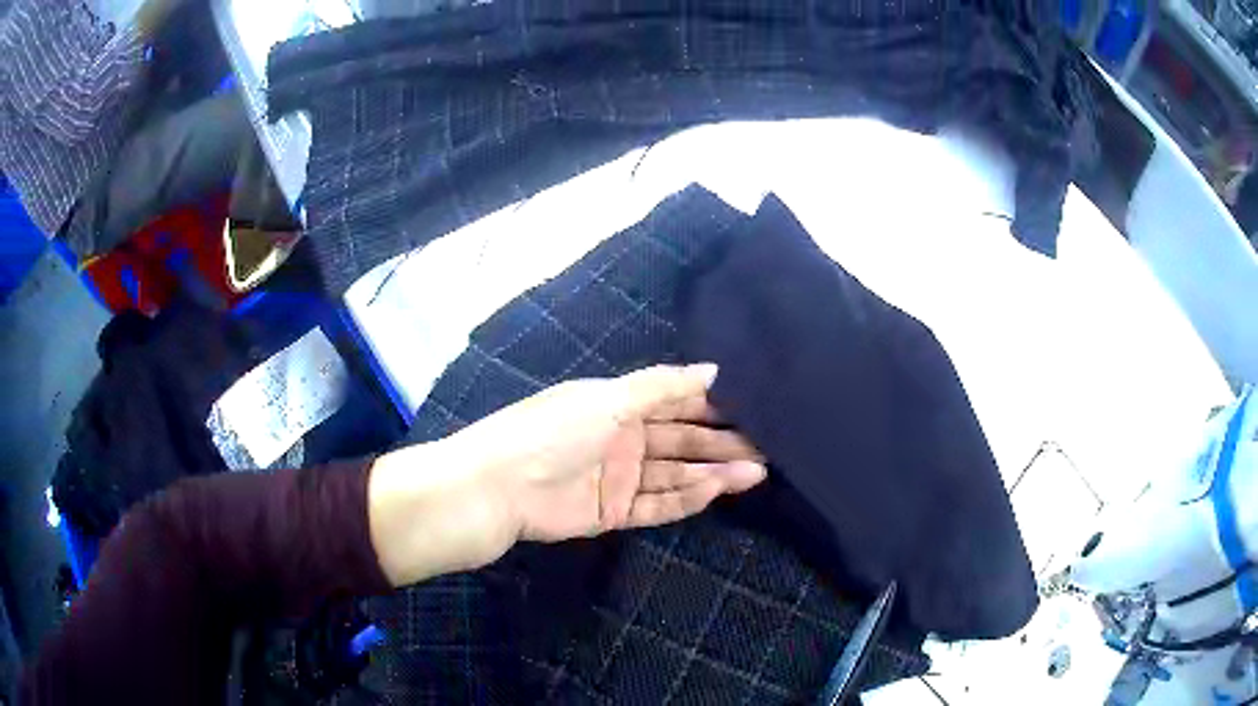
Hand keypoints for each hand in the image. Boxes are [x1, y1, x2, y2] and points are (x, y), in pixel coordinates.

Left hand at [368, 364, 766, 586]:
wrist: (499, 486)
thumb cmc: (553, 430)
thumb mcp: (608, 398)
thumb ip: (662, 386)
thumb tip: (713, 369)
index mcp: (619, 405)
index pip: (676, 402)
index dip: (713, 404)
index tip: (754, 406)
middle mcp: (623, 438)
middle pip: (682, 441)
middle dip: (722, 443)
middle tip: (768, 446)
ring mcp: (620, 477)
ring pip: (677, 474)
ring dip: (715, 473)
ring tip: (757, 471)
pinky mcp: (614, 512)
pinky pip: (658, 504)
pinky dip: (688, 498)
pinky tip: (718, 489)